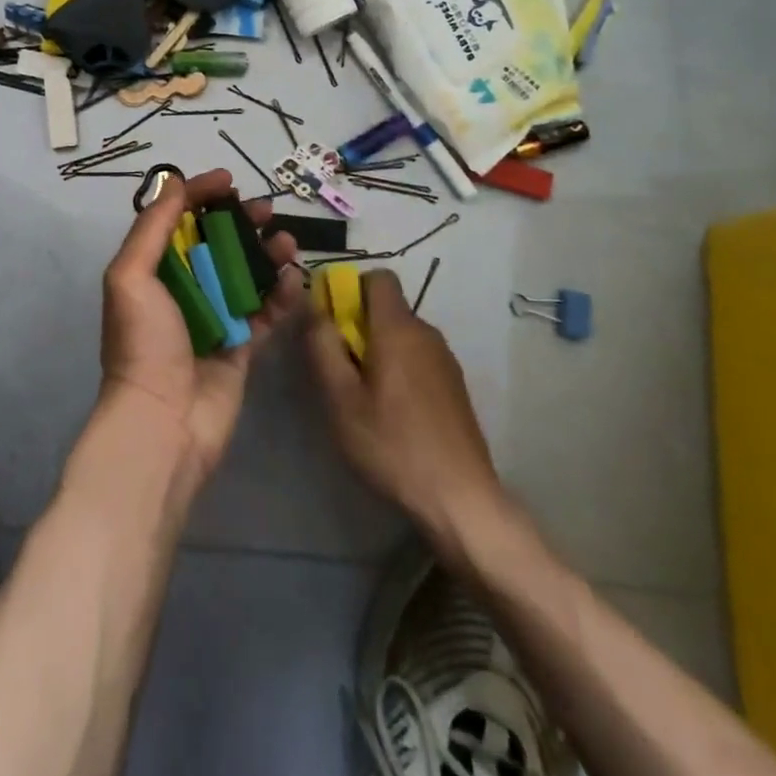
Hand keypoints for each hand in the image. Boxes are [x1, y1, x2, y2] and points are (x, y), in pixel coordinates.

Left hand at [99, 168, 304, 488]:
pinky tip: (293, 279)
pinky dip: (282, 293)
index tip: (228, 180)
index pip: (177, 220)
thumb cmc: (143, 343)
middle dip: (240, 221)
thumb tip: (174, 183)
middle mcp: (183, 289)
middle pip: (216, 243)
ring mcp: (215, 317)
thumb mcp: (131, 276)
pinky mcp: (242, 345)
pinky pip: (266, 310)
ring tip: (285, 242)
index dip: (200, 195)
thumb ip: (152, 227)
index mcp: (152, 271)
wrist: (164, 423)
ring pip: (246, 273)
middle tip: (265, 209)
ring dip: (267, 253)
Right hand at [307, 268, 507, 552]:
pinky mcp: (454, 385)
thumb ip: (323, 345)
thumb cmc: (392, 444)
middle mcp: (426, 333)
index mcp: (398, 328)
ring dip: (377, 349)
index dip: (350, 289)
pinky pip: (417, 357)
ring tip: (362, 396)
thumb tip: (314, 306)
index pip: (378, 277)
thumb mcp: (341, 398)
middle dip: (358, 325)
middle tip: (339, 368)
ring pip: (401, 334)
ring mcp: (445, 359)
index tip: (332, 322)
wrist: (461, 498)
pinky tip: (391, 413)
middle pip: (387, 307)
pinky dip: (398, 368)